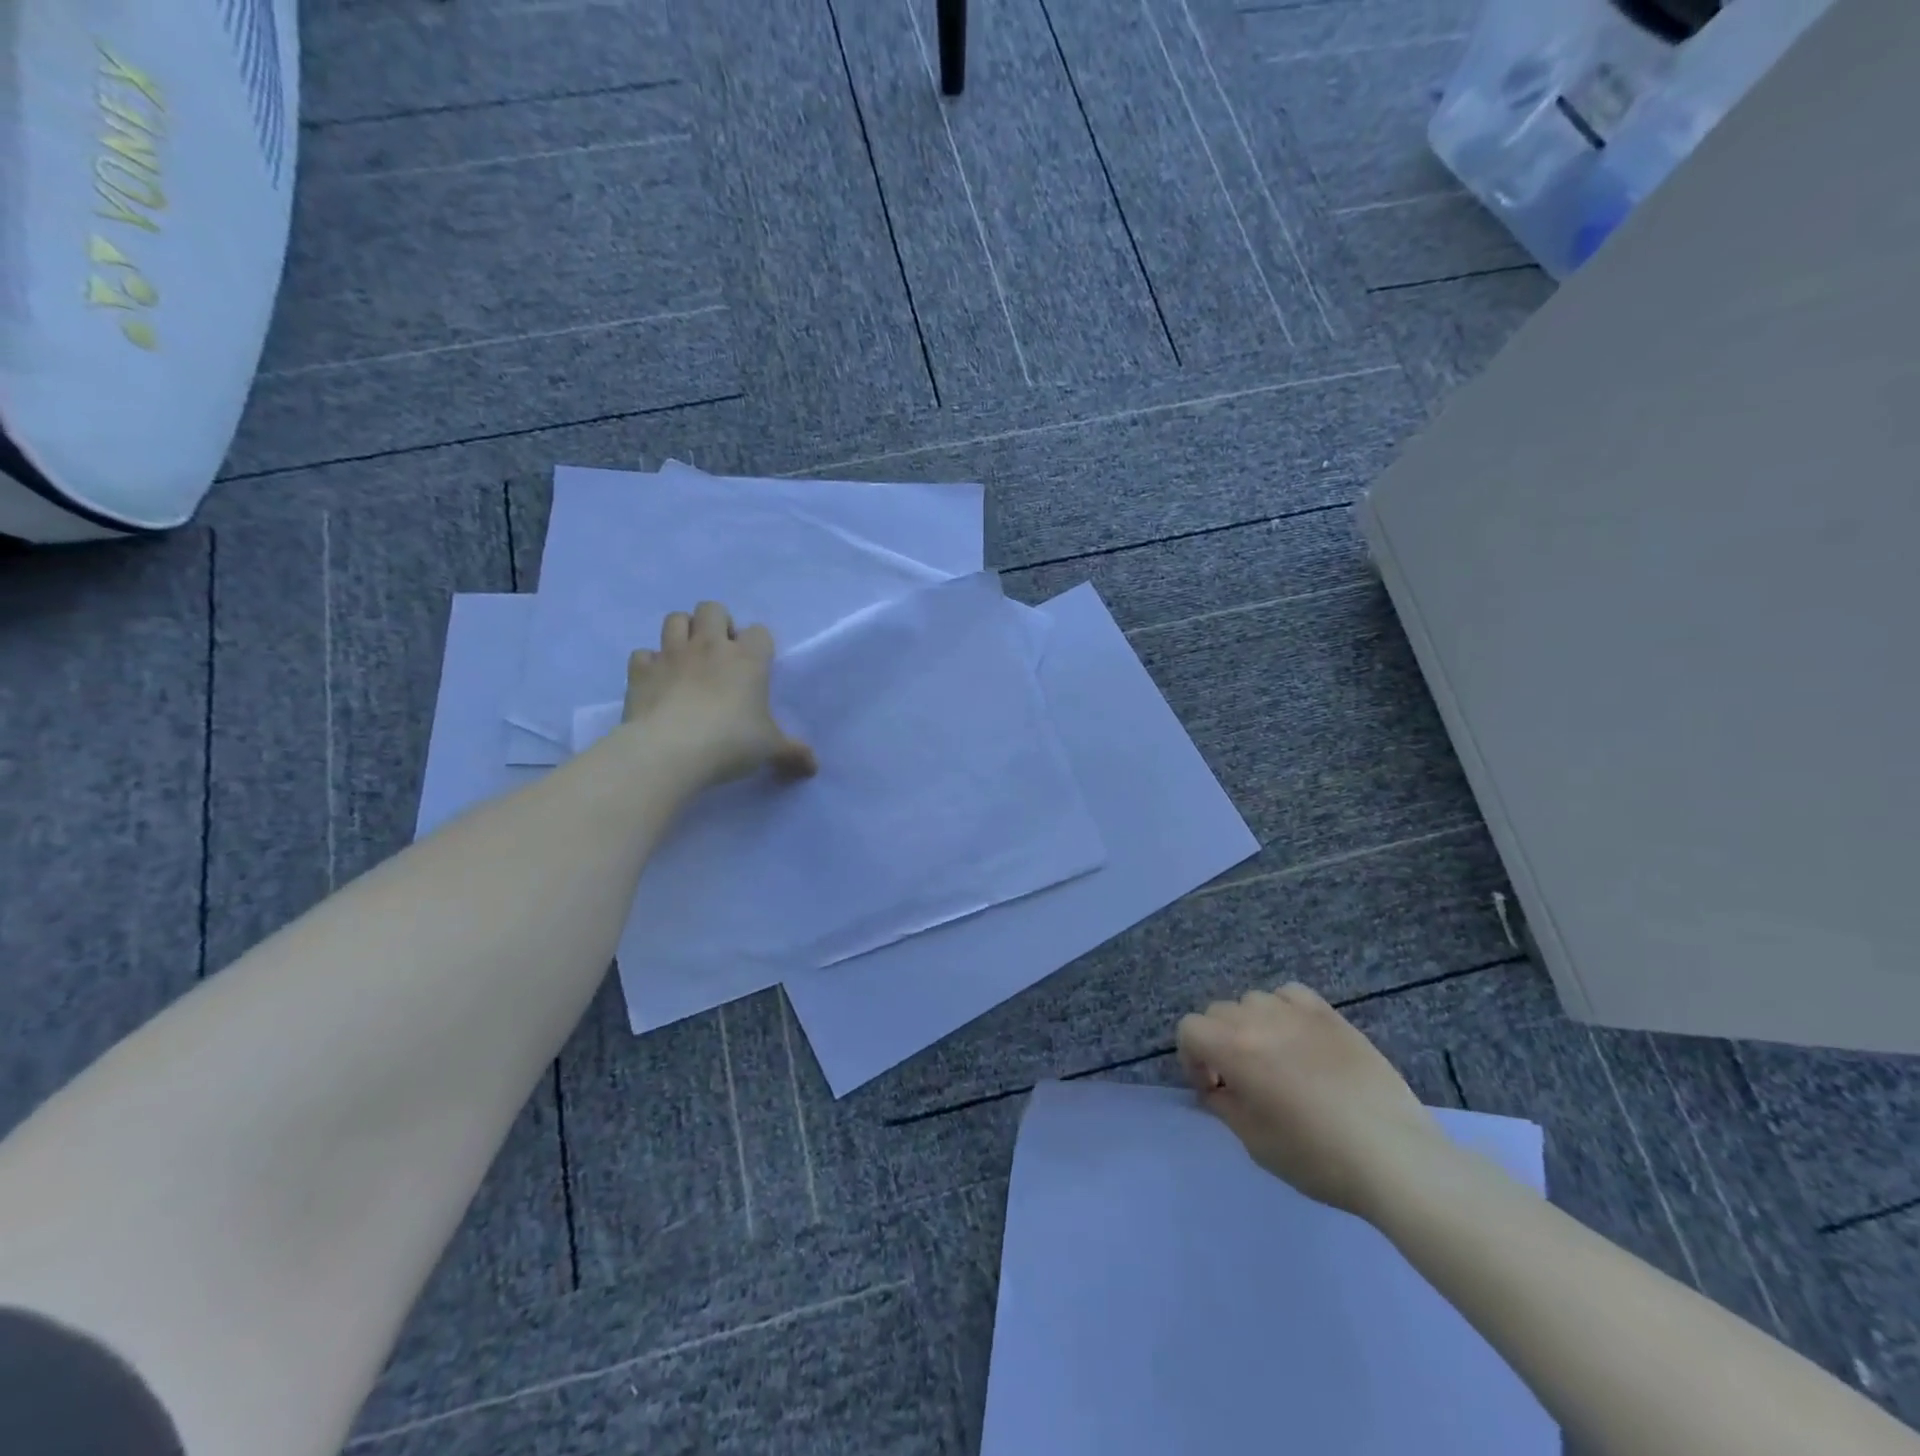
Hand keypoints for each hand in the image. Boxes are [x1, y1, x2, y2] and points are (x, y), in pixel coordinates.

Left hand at [621, 601, 816, 788]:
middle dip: (717, 623)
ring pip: (674, 619)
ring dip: (682, 632)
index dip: (759, 645)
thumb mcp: (770, 749)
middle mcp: (709, 646)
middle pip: (712, 609)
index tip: (756, 667)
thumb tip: (813, 766)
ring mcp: (671, 655)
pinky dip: (650, 664)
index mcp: (748, 658)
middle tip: (720, 653)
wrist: (670, 750)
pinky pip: (643, 654)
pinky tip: (657, 681)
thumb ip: (792, 753)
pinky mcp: (640, 671)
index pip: (759, 631)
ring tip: (688, 658)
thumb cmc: (731, 742)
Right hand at [1176, 982, 1446, 1218]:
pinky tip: (1298, 1039)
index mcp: (1234, 1049)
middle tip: (1240, 1080)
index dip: (1191, 1058)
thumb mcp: (1256, 1144)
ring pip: (1253, 1001)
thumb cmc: (1319, 1159)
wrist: (1396, 1158)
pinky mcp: (1332, 1016)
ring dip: (1250, 1025)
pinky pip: (1291, 994)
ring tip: (1273, 1059)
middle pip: (1218, 1012)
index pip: (1189, 1028)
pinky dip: (1283, 1010)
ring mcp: (1298, 1013)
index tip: (1214, 1089)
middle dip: (1218, 1042)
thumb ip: (1225, 1108)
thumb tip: (1216, 1090)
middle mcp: (1259, 1020)